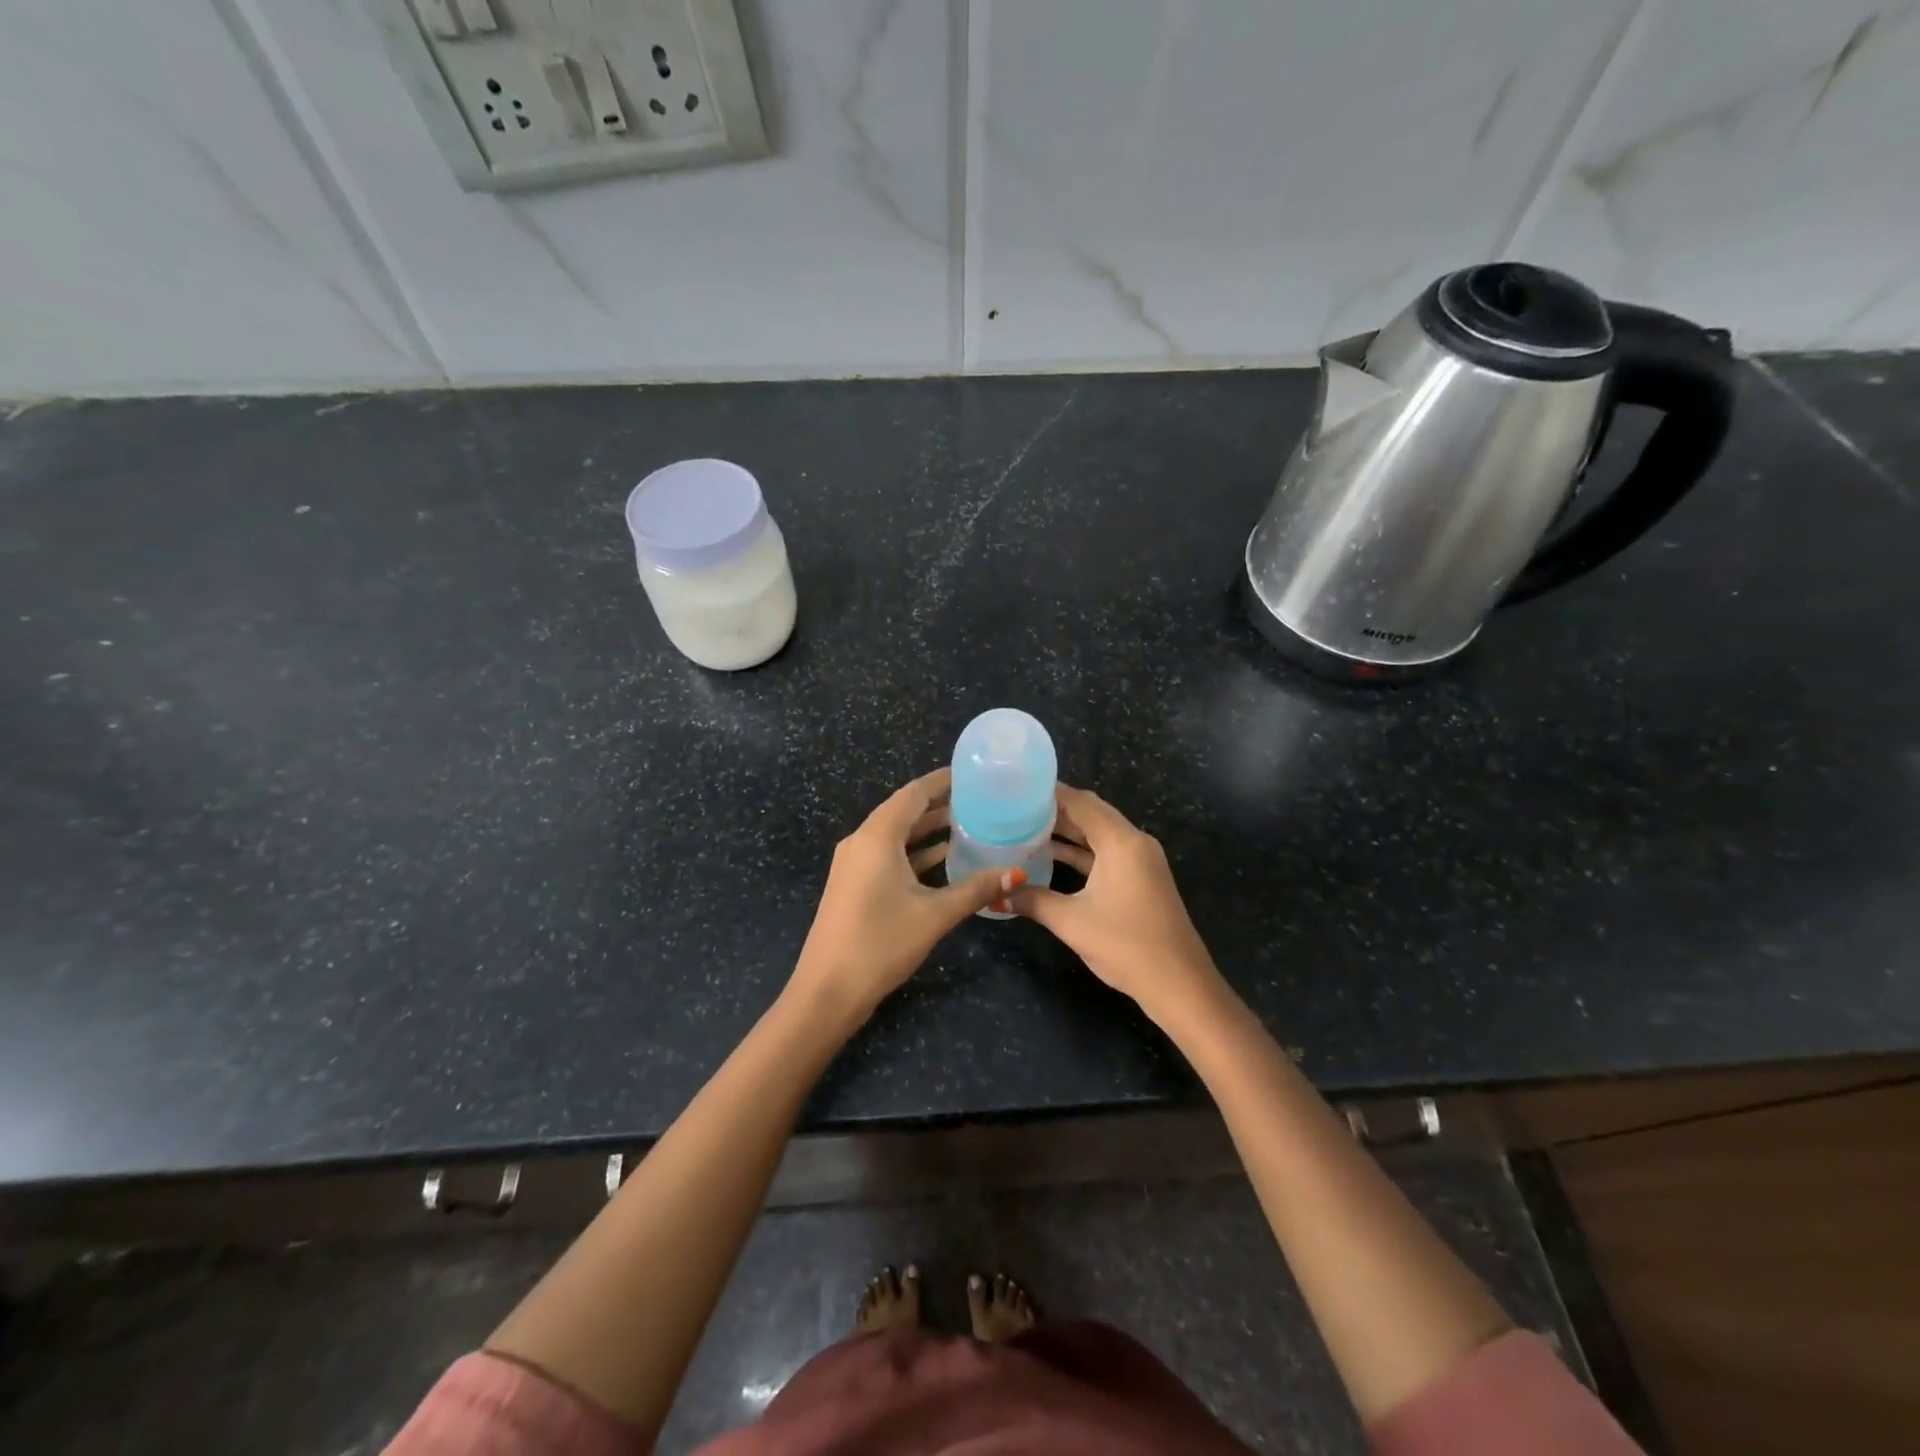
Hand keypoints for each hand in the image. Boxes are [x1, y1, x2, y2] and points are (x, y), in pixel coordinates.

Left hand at [788, 768, 1025, 1025]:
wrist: (828, 991)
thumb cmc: (881, 944)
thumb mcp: (934, 915)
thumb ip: (975, 889)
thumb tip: (1017, 873)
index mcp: (877, 837)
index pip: (914, 793)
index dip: (943, 781)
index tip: (975, 774)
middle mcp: (862, 841)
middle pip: (904, 810)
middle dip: (940, 803)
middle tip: (981, 799)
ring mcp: (854, 863)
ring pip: (896, 834)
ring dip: (929, 829)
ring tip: (970, 824)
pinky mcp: (854, 883)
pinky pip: (888, 853)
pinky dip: (915, 851)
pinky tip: (945, 858)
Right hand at [1011, 785, 1223, 1021]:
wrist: (1179, 984)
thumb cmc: (1125, 945)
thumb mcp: (1071, 921)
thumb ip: (1032, 900)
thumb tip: (995, 894)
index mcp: (1121, 841)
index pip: (1081, 802)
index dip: (1049, 793)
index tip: (1016, 788)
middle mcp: (1134, 842)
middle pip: (1091, 813)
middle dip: (1055, 809)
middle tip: (1015, 807)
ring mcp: (1141, 860)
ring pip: (1099, 833)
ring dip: (1067, 830)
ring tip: (1025, 826)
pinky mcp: (1141, 879)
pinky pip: (1106, 852)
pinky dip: (1081, 851)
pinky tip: (1051, 855)